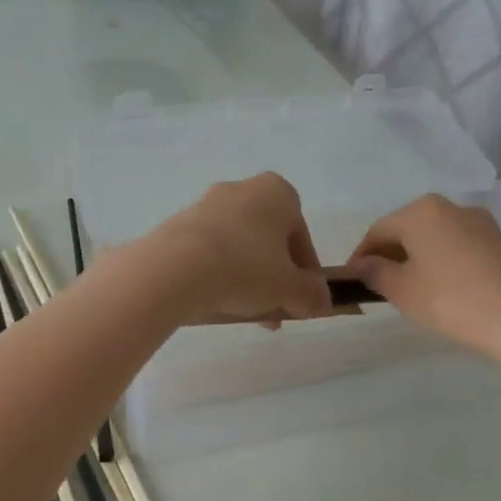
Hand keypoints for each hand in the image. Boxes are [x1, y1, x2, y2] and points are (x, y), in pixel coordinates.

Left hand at [140, 173, 333, 325]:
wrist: (176, 268)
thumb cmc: (246, 268)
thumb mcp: (289, 288)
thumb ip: (312, 294)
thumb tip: (325, 301)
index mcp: (277, 192)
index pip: (301, 234)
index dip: (305, 270)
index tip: (302, 298)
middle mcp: (242, 189)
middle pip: (267, 239)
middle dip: (273, 276)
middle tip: (273, 309)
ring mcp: (205, 204)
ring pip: (237, 245)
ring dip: (245, 277)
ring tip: (243, 311)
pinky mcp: (177, 224)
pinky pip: (208, 250)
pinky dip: (216, 273)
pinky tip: (215, 301)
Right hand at [349, 195, 500, 359]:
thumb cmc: (450, 300)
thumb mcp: (401, 290)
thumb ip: (374, 272)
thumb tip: (362, 264)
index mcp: (421, 211)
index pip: (378, 230)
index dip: (361, 256)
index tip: (352, 280)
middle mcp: (451, 207)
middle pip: (408, 229)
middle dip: (390, 255)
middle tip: (378, 286)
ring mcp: (481, 222)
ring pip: (435, 237)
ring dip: (417, 258)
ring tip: (410, 290)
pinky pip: (458, 247)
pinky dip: (442, 262)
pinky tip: (443, 289)